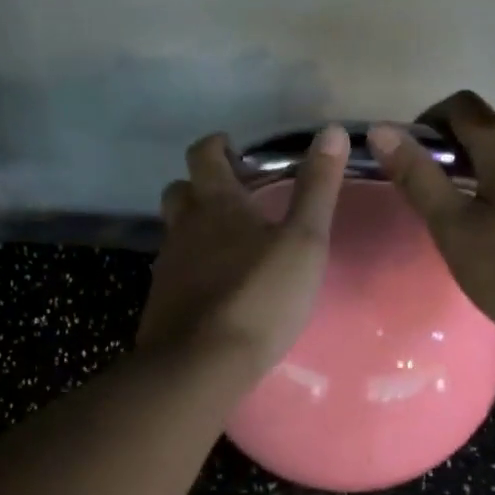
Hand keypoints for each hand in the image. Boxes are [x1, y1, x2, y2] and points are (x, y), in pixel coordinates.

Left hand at [138, 125, 350, 378]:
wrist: (201, 364)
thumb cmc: (259, 297)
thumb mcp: (303, 242)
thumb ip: (317, 188)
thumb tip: (332, 131)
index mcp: (215, 204)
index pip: (203, 155)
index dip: (216, 146)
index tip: (235, 150)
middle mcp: (183, 226)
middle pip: (180, 191)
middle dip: (201, 186)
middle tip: (235, 199)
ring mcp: (168, 265)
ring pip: (175, 231)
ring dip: (195, 227)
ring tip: (230, 245)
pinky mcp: (162, 300)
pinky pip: (174, 270)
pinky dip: (192, 267)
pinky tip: (216, 287)